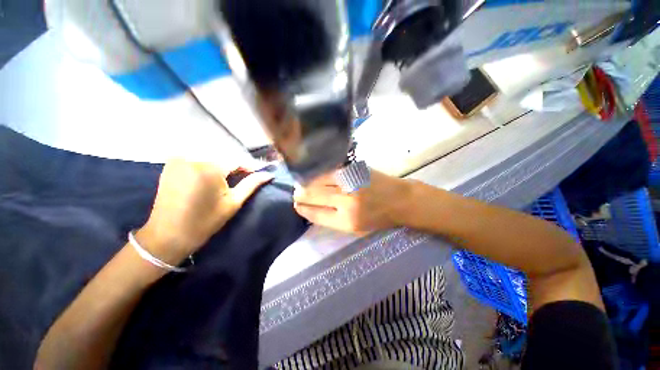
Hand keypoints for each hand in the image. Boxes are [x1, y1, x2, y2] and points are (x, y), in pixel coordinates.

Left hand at [137, 159, 272, 263]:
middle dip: (237, 166)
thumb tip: (269, 174)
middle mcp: (192, 157)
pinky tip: (212, 177)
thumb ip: (251, 184)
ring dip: (223, 165)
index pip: (237, 160)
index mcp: (209, 168)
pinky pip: (196, 159)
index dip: (251, 166)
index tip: (261, 172)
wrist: (167, 235)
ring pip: (211, 157)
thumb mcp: (233, 203)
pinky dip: (208, 165)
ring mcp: (179, 159)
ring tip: (231, 177)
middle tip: (247, 176)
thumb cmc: (204, 221)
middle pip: (224, 157)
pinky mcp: (171, 164)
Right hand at [293, 169, 413, 234]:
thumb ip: (333, 219)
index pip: (315, 214)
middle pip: (313, 195)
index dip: (303, 209)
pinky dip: (320, 173)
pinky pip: (330, 170)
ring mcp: (350, 183)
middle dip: (300, 194)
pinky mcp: (355, 170)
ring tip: (303, 183)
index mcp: (346, 221)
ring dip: (307, 182)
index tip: (296, 205)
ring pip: (319, 180)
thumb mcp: (355, 228)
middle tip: (297, 193)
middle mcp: (346, 202)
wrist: (401, 200)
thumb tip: (312, 208)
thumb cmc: (379, 218)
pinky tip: (316, 174)